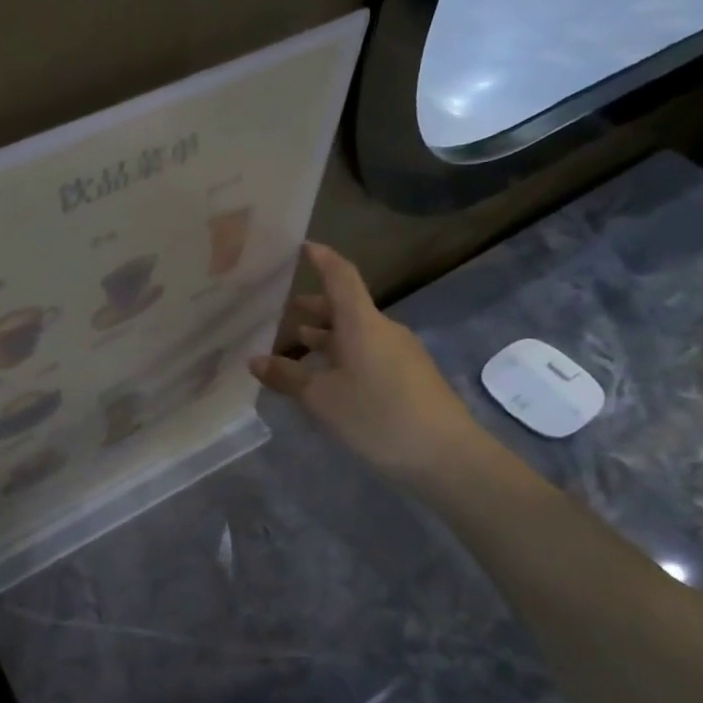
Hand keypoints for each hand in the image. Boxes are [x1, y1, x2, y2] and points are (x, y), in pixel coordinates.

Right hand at [250, 242, 481, 488]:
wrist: (447, 457)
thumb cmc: (378, 417)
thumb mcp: (322, 399)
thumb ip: (287, 377)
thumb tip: (255, 361)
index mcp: (361, 323)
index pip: (340, 275)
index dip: (321, 258)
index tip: (302, 245)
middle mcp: (383, 329)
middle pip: (346, 307)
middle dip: (314, 306)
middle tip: (282, 309)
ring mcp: (400, 353)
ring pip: (356, 333)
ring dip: (327, 335)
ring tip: (297, 345)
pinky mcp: (410, 377)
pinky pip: (368, 353)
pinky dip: (343, 355)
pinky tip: (328, 379)